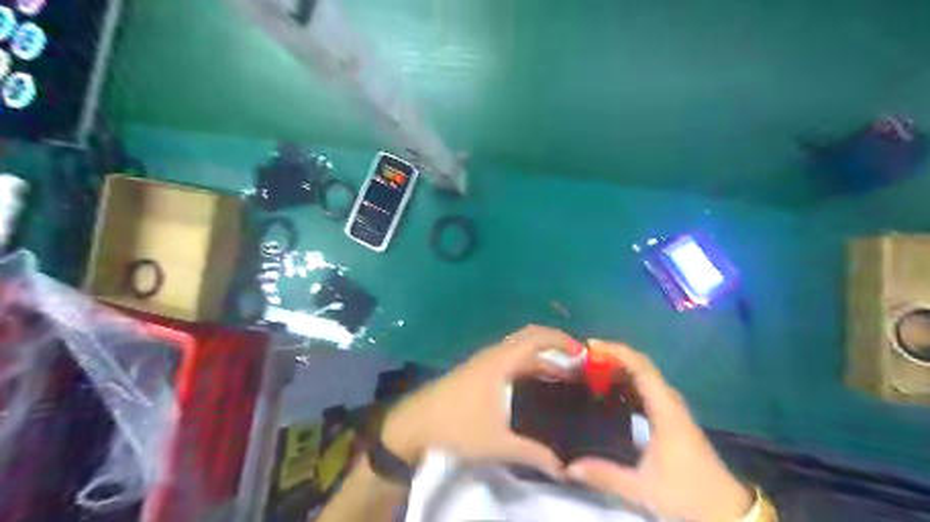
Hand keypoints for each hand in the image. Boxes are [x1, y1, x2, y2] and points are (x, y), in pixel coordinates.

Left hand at [382, 324, 579, 478]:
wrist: (414, 425)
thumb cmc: (456, 427)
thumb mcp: (497, 444)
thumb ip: (533, 454)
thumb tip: (563, 468)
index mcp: (500, 362)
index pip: (536, 338)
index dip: (561, 340)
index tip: (584, 353)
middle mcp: (493, 355)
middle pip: (529, 338)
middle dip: (555, 346)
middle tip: (578, 364)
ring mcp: (483, 362)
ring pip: (518, 350)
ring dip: (541, 357)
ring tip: (563, 376)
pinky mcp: (476, 371)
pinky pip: (509, 359)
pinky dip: (527, 364)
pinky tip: (535, 385)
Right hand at [567, 342, 754, 520]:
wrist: (728, 513)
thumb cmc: (689, 496)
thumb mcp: (644, 490)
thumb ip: (605, 477)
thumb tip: (569, 468)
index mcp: (665, 411)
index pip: (641, 367)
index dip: (616, 352)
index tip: (590, 347)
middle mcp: (670, 403)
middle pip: (642, 367)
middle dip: (613, 357)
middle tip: (583, 359)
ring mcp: (672, 411)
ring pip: (644, 378)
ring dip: (619, 370)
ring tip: (591, 372)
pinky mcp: (672, 420)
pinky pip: (646, 391)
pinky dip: (626, 384)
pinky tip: (609, 393)